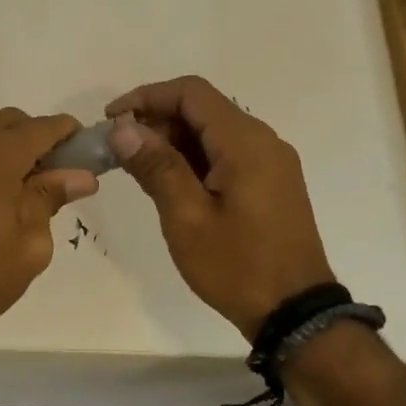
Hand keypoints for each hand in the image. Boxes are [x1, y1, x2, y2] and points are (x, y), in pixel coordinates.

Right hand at [106, 75, 333, 341]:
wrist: (294, 313)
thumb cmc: (236, 265)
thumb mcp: (186, 217)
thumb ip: (156, 167)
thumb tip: (123, 128)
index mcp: (245, 142)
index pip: (191, 93)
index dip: (146, 97)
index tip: (111, 120)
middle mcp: (263, 141)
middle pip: (203, 109)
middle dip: (157, 120)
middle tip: (119, 150)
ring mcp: (271, 162)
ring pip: (213, 132)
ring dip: (173, 141)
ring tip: (137, 168)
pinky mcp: (271, 183)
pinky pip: (226, 154)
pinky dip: (193, 158)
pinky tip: (169, 183)